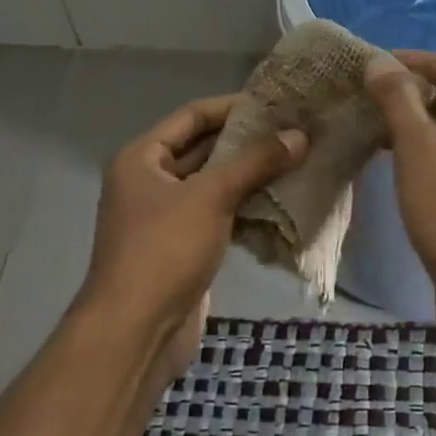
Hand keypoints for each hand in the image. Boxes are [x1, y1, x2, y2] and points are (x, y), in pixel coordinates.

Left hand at [77, 94, 305, 382]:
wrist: (136, 334)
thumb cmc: (164, 251)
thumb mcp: (210, 196)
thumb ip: (255, 162)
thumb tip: (299, 134)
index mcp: (141, 159)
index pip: (192, 116)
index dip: (232, 107)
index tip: (275, 101)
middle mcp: (150, 181)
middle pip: (204, 148)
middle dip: (247, 141)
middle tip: (294, 129)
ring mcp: (167, 217)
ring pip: (215, 183)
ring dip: (252, 174)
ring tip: (297, 158)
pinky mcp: (185, 247)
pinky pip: (220, 213)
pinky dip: (248, 205)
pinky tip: (284, 199)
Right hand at [365, 51, 435, 309]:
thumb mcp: (420, 151)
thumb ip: (398, 100)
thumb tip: (378, 62)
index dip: (424, 60)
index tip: (383, 66)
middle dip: (421, 91)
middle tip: (377, 96)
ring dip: (424, 122)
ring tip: (380, 125)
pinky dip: (434, 149)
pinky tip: (400, 160)